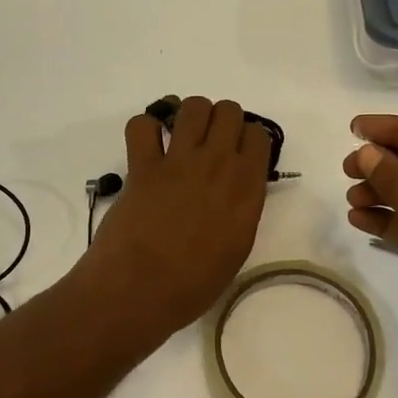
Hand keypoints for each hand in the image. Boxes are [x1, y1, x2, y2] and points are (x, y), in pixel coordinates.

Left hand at [73, 97, 270, 345]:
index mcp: (247, 189)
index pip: (259, 135)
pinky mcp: (142, 165)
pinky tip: (148, 146)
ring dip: (189, 115)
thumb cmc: (193, 285)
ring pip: (193, 105)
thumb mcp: (236, 248)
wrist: (139, 292)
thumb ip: (241, 209)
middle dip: (222, 121)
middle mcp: (218, 165)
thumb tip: (235, 190)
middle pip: (229, 111)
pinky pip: (142, 124)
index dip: (248, 140)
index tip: (238, 155)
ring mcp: (178, 161)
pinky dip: (145, 129)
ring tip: (181, 137)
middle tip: (210, 145)